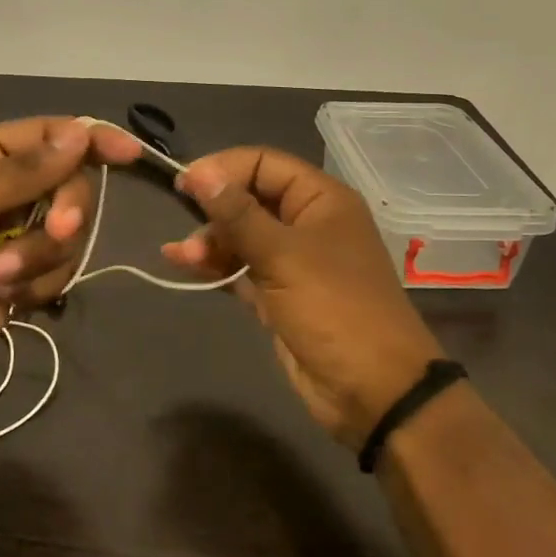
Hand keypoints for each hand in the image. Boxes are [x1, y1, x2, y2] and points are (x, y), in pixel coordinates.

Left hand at [0, 117, 143, 429]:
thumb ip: (24, 170)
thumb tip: (81, 134)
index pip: (52, 135)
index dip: (92, 140)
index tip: (129, 153)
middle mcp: (10, 188)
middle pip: (72, 184)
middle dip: (64, 211)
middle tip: (54, 230)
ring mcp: (20, 233)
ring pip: (71, 233)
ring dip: (39, 256)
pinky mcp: (27, 275)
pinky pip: (61, 271)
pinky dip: (37, 285)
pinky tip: (3, 295)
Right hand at [161, 147, 443, 446]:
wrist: (373, 392)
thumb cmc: (334, 309)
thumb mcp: (283, 256)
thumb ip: (238, 214)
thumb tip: (199, 172)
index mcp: (321, 200)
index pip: (264, 164)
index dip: (223, 169)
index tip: (183, 183)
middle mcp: (307, 223)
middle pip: (250, 198)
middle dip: (214, 210)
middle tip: (185, 229)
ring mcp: (294, 261)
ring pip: (242, 235)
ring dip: (210, 241)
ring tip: (182, 257)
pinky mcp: (279, 295)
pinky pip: (241, 268)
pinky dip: (216, 265)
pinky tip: (185, 265)